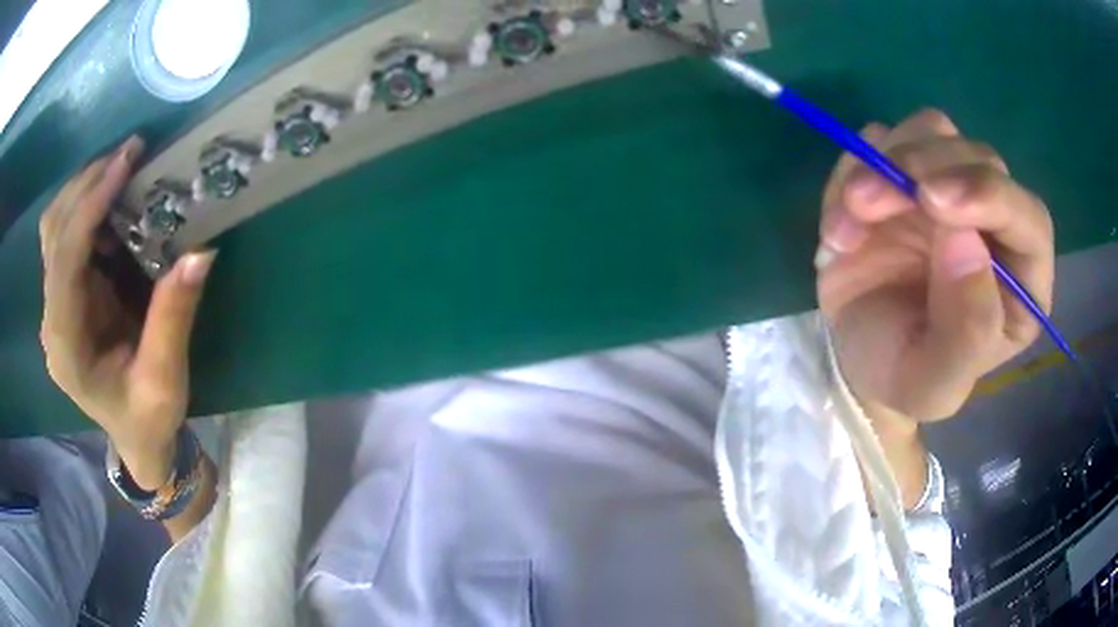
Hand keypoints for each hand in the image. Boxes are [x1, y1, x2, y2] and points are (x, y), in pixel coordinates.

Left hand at [40, 136, 215, 488]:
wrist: (135, 440)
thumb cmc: (148, 419)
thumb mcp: (165, 381)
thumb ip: (173, 320)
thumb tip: (199, 253)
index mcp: (66, 345)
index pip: (65, 258)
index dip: (91, 205)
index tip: (126, 162)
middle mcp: (51, 319)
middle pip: (54, 231)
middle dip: (87, 184)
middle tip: (130, 153)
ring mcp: (54, 306)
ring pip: (54, 227)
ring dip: (84, 188)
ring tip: (122, 166)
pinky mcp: (64, 296)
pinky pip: (64, 236)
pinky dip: (85, 206)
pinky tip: (112, 201)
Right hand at [816, 109, 1054, 421]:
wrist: (857, 358)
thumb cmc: (904, 377)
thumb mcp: (933, 383)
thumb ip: (966, 332)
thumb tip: (965, 241)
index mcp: (1021, 281)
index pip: (1028, 218)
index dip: (989, 196)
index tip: (932, 201)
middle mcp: (995, 224)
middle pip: (978, 159)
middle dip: (922, 169)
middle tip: (866, 203)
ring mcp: (951, 190)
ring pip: (934, 133)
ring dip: (884, 162)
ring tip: (850, 214)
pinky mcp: (907, 173)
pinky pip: (884, 139)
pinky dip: (855, 166)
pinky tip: (841, 220)